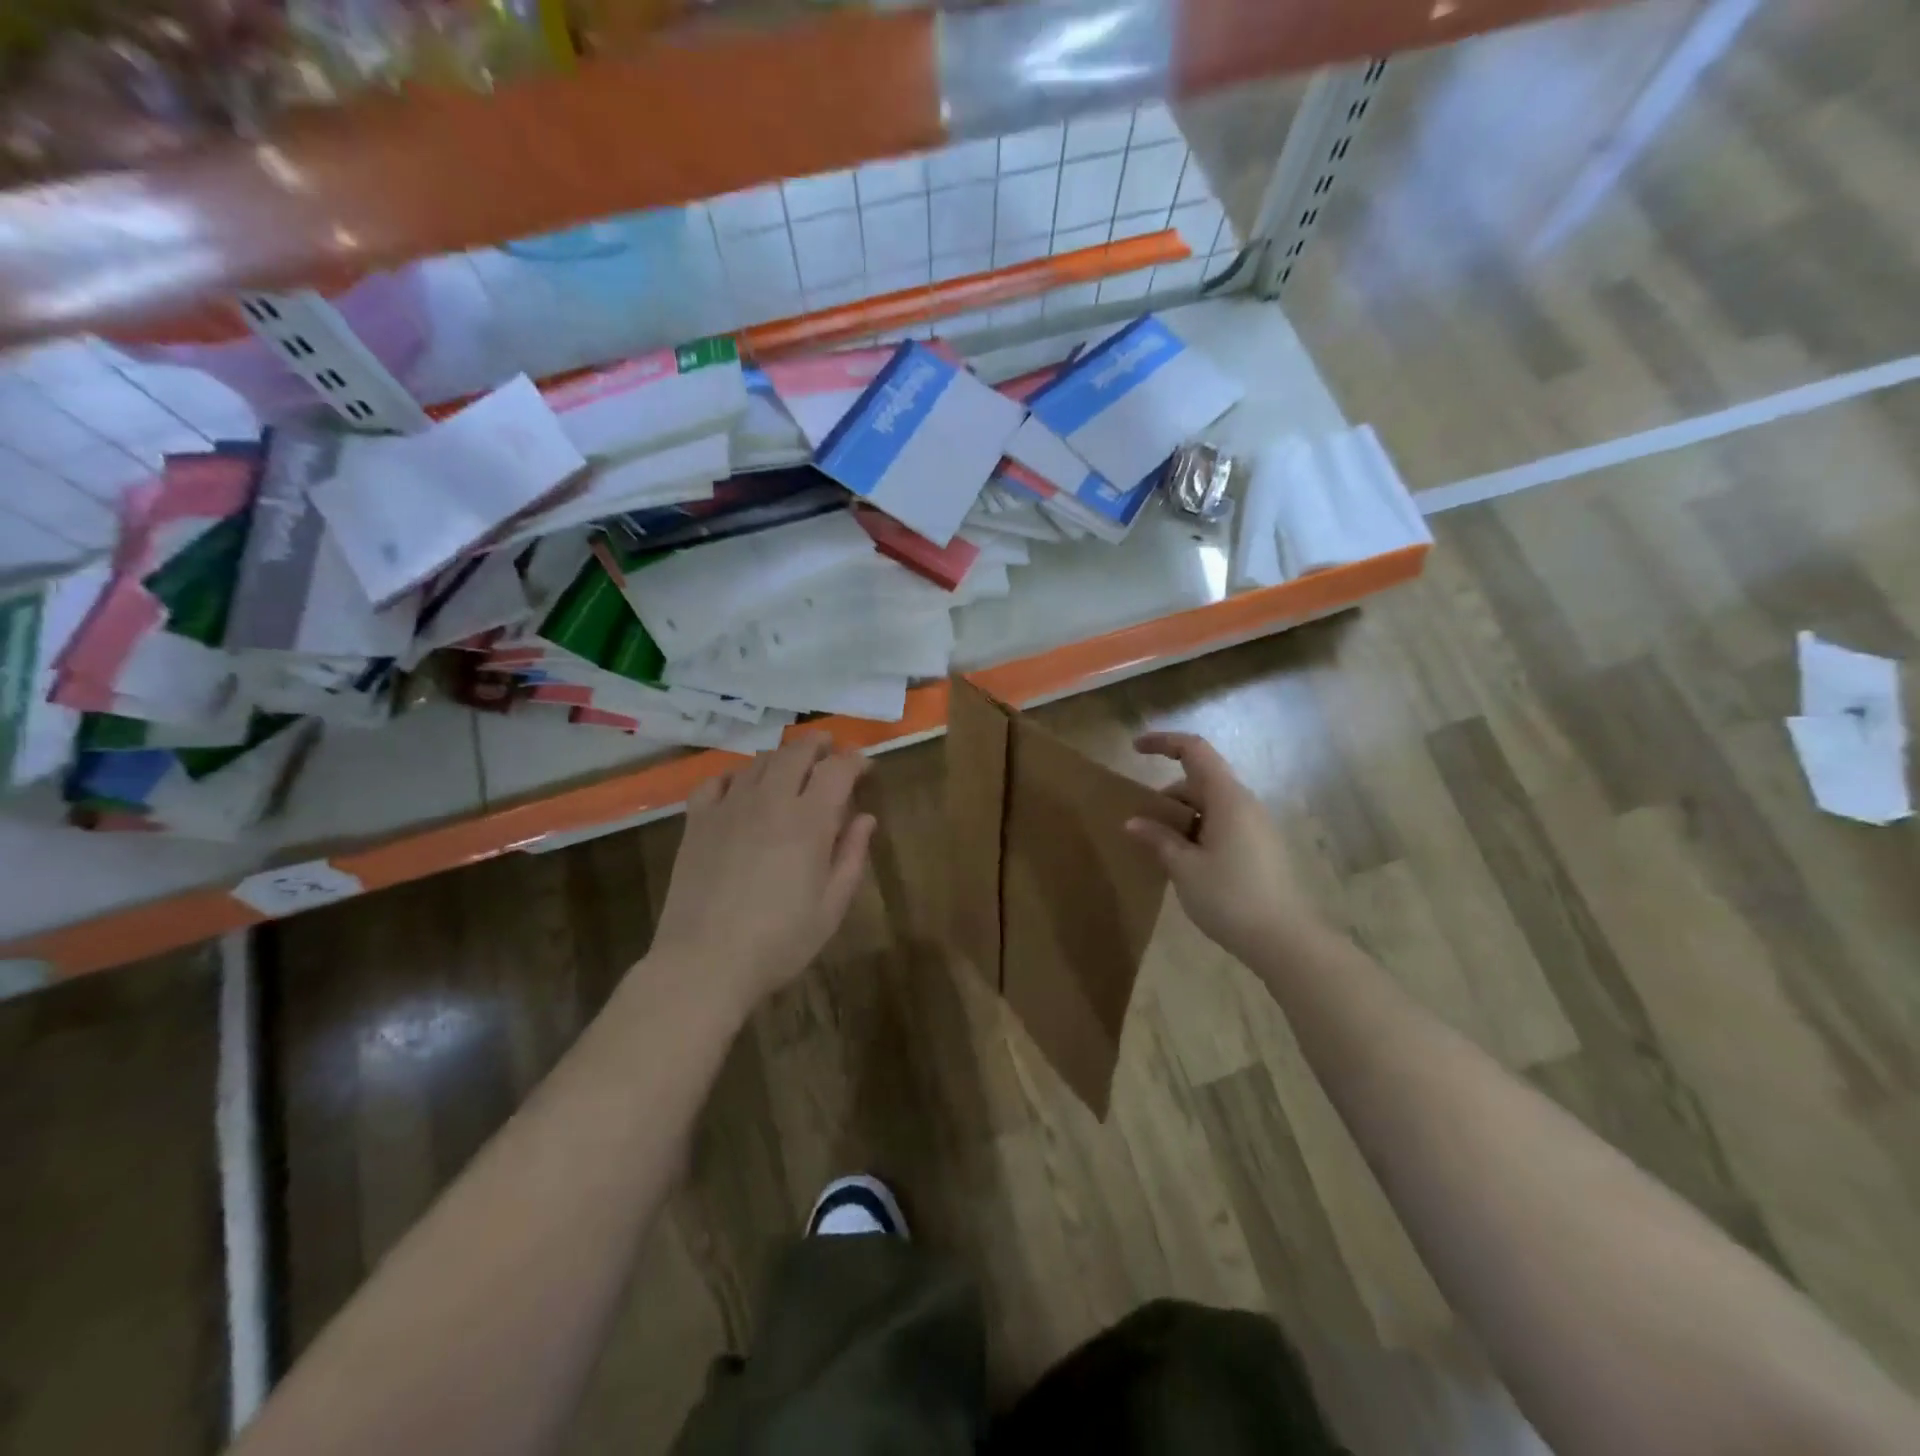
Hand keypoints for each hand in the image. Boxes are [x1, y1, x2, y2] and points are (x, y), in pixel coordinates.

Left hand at [647, 733, 876, 1011]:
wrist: (704, 963)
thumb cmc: (780, 941)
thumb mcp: (831, 906)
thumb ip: (851, 856)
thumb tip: (865, 818)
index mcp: (809, 820)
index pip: (837, 770)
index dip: (855, 761)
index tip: (865, 766)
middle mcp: (770, 801)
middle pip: (796, 753)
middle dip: (819, 745)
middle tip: (831, 749)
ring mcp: (729, 808)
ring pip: (759, 762)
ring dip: (782, 757)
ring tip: (792, 766)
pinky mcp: (698, 822)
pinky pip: (716, 781)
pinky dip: (736, 775)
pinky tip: (741, 786)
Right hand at [1126, 732, 1325, 962]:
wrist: (1284, 941)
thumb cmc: (1229, 897)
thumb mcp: (1184, 868)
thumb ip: (1158, 839)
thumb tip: (1133, 822)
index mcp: (1227, 798)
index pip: (1194, 750)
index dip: (1164, 742)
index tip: (1135, 748)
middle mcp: (1245, 804)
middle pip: (1200, 780)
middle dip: (1167, 795)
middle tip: (1141, 825)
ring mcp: (1256, 826)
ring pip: (1211, 805)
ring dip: (1181, 817)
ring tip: (1159, 849)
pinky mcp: (1260, 847)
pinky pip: (1222, 824)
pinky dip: (1197, 831)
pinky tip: (1184, 862)